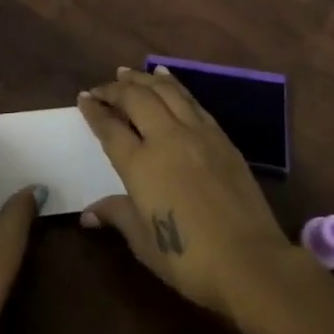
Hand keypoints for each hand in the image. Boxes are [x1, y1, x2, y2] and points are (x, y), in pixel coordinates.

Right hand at [78, 67, 295, 320]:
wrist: (250, 261)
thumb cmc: (189, 259)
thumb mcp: (144, 243)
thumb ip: (117, 216)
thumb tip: (88, 213)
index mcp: (141, 165)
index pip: (110, 128)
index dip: (94, 111)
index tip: (83, 98)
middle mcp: (167, 138)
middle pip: (136, 98)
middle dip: (115, 89)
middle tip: (102, 88)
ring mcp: (198, 133)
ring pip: (166, 91)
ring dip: (144, 78)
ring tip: (128, 72)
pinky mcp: (221, 137)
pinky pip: (192, 100)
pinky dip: (175, 84)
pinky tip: (168, 79)